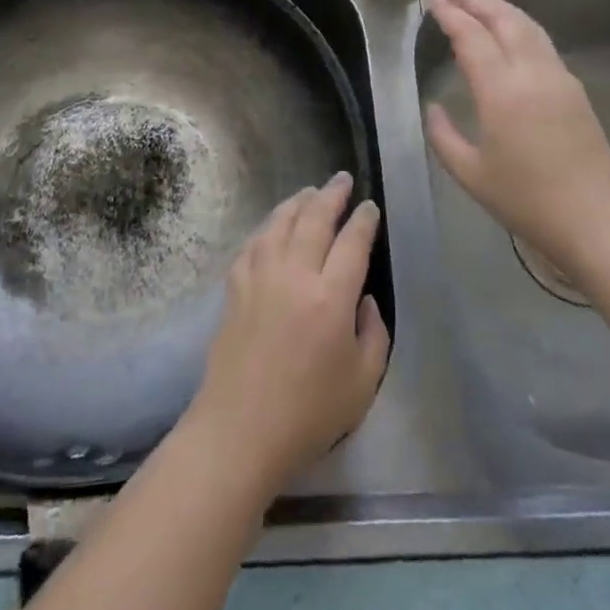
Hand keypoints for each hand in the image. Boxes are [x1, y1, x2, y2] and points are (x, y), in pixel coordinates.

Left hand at [181, 173, 389, 500]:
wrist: (240, 429)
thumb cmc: (309, 413)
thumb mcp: (363, 382)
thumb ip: (374, 333)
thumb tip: (364, 299)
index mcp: (331, 297)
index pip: (353, 242)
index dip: (364, 220)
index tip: (370, 207)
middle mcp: (294, 274)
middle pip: (314, 219)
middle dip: (332, 194)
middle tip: (342, 179)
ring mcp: (260, 277)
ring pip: (280, 222)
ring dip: (298, 202)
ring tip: (310, 192)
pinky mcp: (235, 287)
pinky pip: (253, 243)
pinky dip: (267, 226)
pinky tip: (273, 226)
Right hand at [424, 0, 609, 284]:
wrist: (595, 220)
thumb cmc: (525, 200)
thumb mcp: (470, 173)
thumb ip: (443, 135)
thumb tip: (433, 107)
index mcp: (502, 93)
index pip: (473, 38)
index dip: (451, 15)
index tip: (433, 0)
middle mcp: (533, 75)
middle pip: (505, 20)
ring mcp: (559, 78)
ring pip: (529, 27)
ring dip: (501, 7)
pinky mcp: (574, 90)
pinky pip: (542, 43)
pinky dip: (519, 26)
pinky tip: (508, 31)